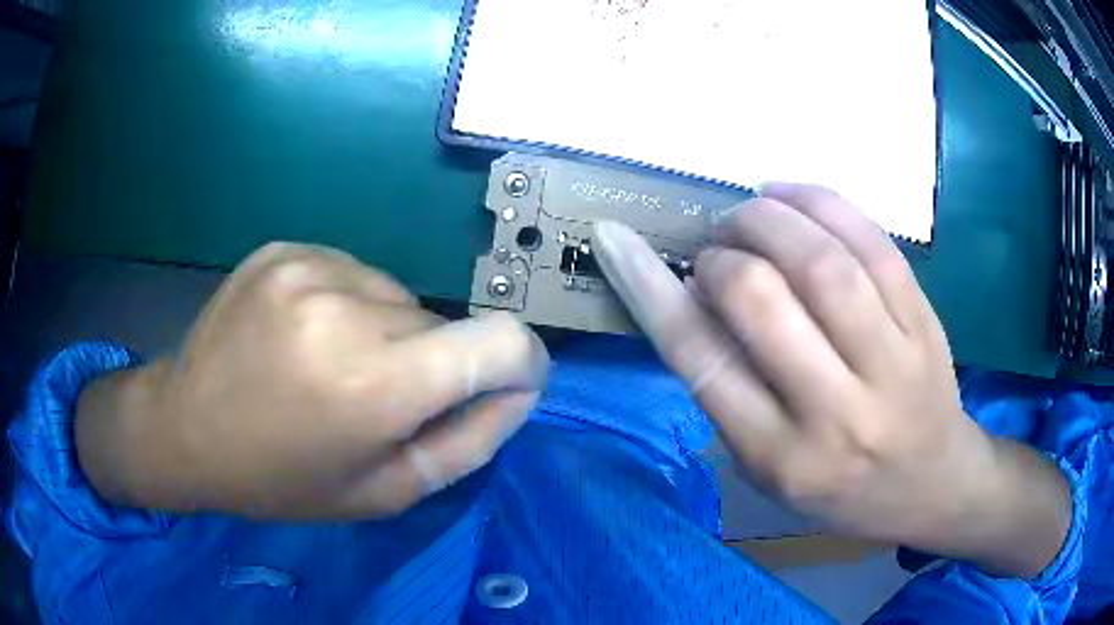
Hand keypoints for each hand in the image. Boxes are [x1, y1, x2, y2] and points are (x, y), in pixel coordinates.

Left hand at [76, 243, 548, 518]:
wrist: (184, 429)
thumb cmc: (282, 480)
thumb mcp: (384, 492)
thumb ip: (469, 441)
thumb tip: (519, 388)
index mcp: (372, 385)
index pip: (502, 343)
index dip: (521, 364)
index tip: (504, 385)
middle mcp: (344, 309)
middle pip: (444, 323)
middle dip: (430, 364)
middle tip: (373, 400)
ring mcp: (308, 266)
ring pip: (398, 297)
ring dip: (386, 333)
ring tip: (330, 367)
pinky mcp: (285, 248)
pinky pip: (354, 274)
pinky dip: (348, 306)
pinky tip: (304, 336)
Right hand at [593, 183, 1069, 576]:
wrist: (933, 485)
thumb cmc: (842, 490)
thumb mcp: (769, 472)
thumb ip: (729, 393)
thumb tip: (691, 298)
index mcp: (780, 457)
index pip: (701, 360)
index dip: (650, 288)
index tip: (615, 238)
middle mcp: (835, 412)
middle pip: (761, 299)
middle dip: (721, 253)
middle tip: (717, 246)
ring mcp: (890, 364)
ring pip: (823, 263)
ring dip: (769, 217)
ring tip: (751, 211)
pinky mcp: (924, 325)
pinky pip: (874, 245)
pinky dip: (824, 203)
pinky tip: (794, 194)